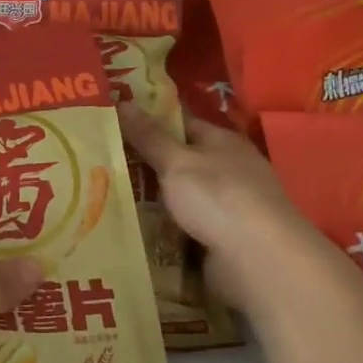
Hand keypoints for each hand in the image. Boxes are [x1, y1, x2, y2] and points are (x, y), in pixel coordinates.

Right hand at [119, 102, 308, 318]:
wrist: (261, 262)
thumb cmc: (219, 198)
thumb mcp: (177, 162)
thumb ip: (149, 136)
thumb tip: (123, 101)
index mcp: (222, 142)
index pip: (181, 124)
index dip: (149, 123)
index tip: (114, 126)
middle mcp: (229, 170)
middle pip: (180, 163)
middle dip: (145, 166)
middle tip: (101, 164)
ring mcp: (228, 208)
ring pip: (181, 198)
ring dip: (153, 202)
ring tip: (109, 198)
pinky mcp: (223, 241)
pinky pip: (186, 229)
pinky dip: (165, 230)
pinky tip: (136, 231)